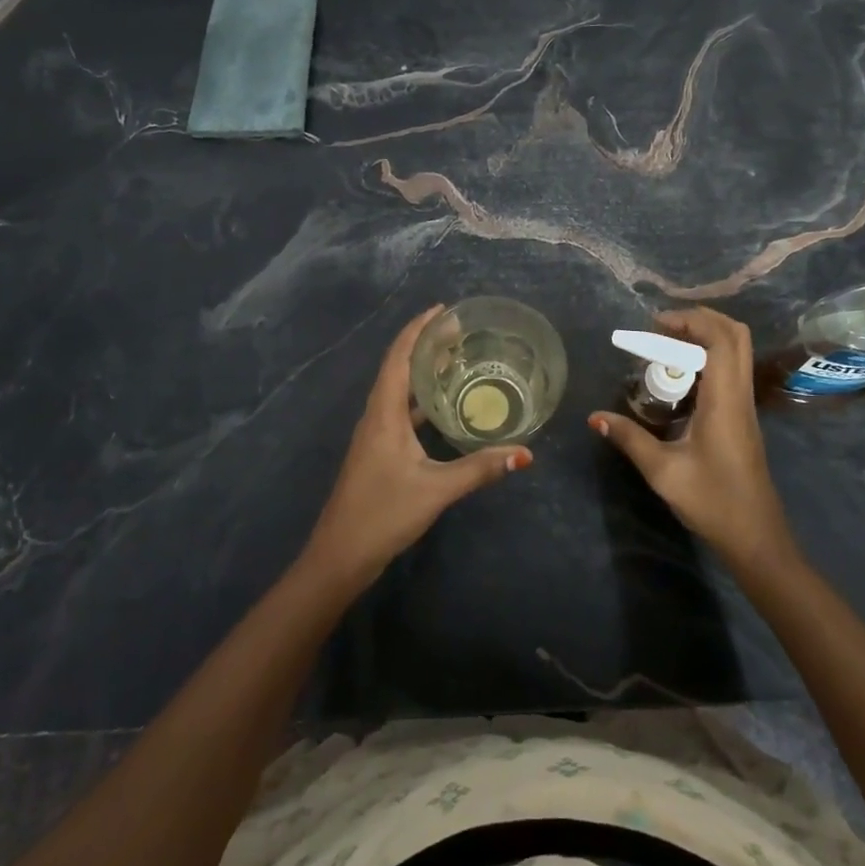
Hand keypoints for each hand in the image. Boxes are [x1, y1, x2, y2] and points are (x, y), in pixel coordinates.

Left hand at [303, 306, 530, 588]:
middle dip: (425, 345)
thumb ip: (480, 469)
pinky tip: (444, 407)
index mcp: (384, 413)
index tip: (443, 310)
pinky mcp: (378, 451)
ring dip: (422, 371)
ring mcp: (375, 435)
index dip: (418, 329)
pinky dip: (421, 400)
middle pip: (398, 367)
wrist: (340, 555)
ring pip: (399, 390)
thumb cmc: (383, 514)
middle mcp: (376, 416)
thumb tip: (525, 453)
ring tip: (455, 359)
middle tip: (460, 332)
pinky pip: (401, 411)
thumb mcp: (436, 489)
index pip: (399, 357)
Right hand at [590, 307, 795, 573]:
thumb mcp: (663, 471)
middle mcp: (739, 395)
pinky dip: (707, 360)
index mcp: (725, 400)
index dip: (691, 320)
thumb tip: (595, 417)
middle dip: (700, 320)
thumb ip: (630, 438)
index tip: (655, 325)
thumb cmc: (713, 502)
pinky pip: (730, 371)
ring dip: (704, 339)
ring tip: (664, 348)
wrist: (755, 537)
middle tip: (661, 329)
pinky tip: (677, 380)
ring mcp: (744, 406)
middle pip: (736, 335)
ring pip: (736, 352)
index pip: (721, 339)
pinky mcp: (742, 417)